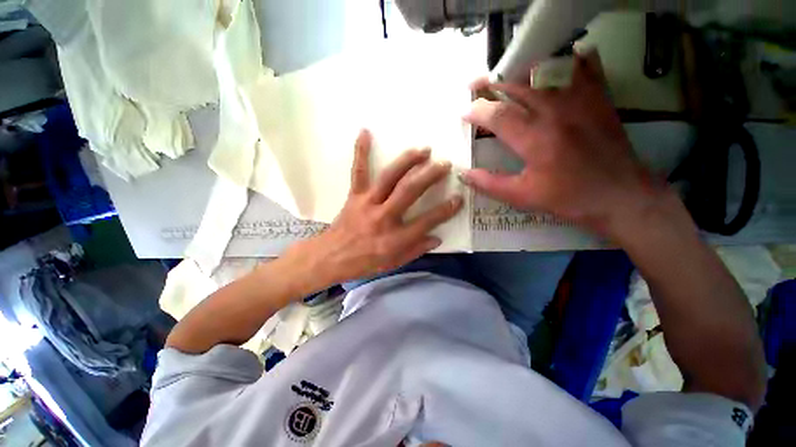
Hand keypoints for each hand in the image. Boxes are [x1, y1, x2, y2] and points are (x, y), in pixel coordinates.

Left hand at [286, 129, 462, 285]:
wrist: (331, 257)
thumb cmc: (364, 263)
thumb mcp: (393, 263)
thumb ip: (416, 250)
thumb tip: (437, 238)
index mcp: (394, 239)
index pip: (426, 221)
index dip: (445, 210)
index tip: (458, 198)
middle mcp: (383, 217)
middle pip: (409, 192)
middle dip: (430, 176)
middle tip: (444, 164)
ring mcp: (367, 203)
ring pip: (389, 177)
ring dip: (407, 161)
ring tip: (423, 150)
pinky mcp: (354, 196)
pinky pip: (358, 171)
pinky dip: (361, 151)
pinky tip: (365, 131)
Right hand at [461, 51, 656, 236]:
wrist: (621, 196)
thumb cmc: (569, 198)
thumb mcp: (523, 197)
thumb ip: (489, 184)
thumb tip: (463, 174)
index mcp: (535, 138)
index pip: (498, 115)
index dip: (477, 111)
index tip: (464, 112)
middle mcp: (556, 111)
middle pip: (517, 86)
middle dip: (491, 84)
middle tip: (475, 86)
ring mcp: (581, 100)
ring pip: (546, 70)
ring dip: (521, 71)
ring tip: (507, 77)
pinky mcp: (599, 98)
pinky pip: (584, 65)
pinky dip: (567, 59)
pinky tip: (555, 64)